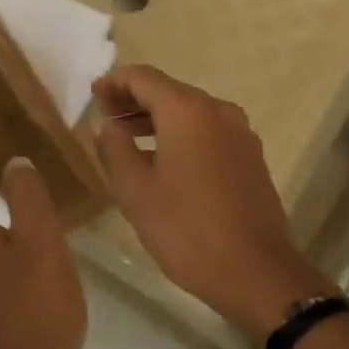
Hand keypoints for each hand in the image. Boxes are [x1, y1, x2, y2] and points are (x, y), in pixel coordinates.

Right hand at [92, 66, 334, 338]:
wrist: (255, 270)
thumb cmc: (187, 230)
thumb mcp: (137, 192)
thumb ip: (115, 150)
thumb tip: (107, 126)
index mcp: (189, 112)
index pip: (144, 78)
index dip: (114, 82)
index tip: (93, 96)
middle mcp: (219, 112)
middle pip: (171, 93)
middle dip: (135, 101)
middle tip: (105, 118)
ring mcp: (242, 135)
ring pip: (192, 114)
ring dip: (158, 121)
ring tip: (127, 139)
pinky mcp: (252, 158)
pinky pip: (210, 134)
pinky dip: (183, 137)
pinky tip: (164, 161)